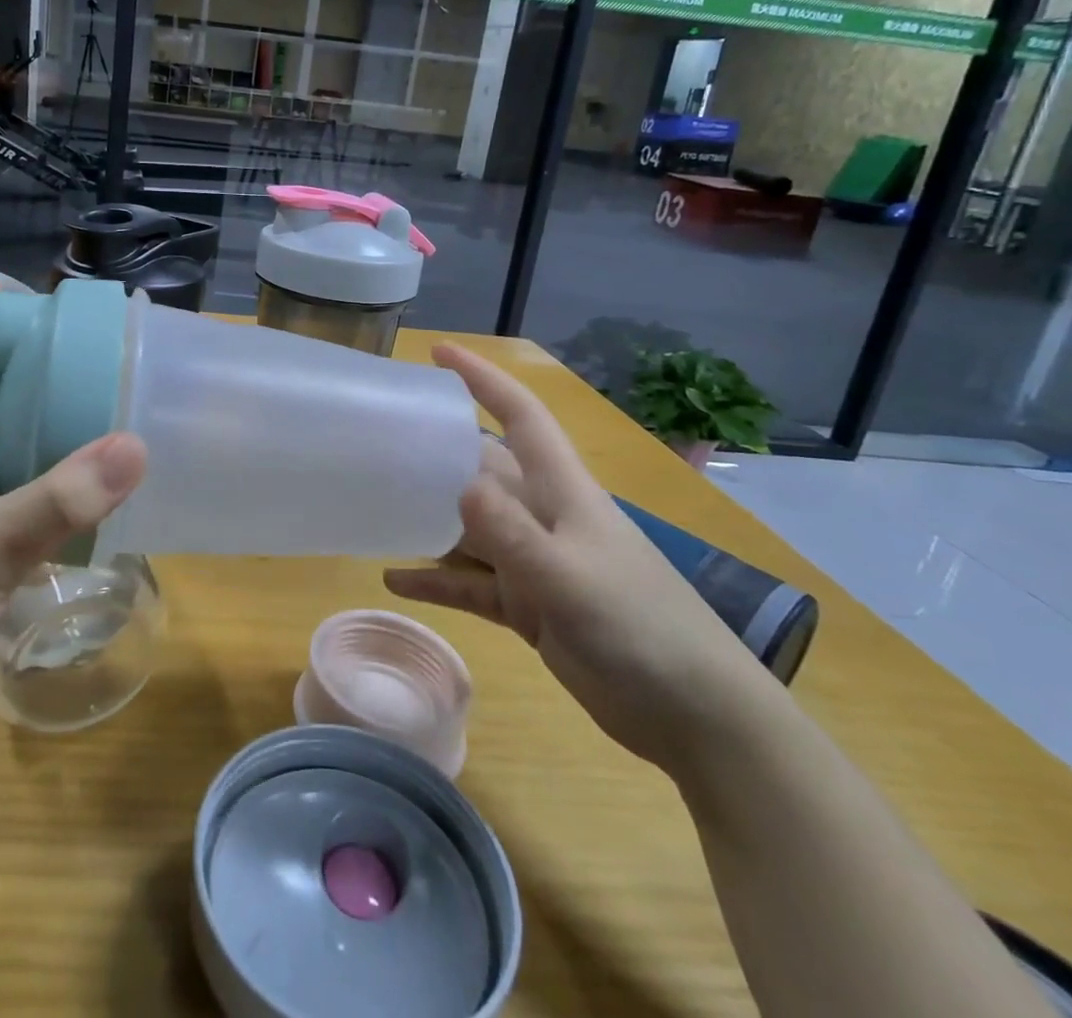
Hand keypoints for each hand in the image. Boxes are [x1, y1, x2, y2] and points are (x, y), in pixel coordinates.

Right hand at [385, 343, 785, 781]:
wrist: (695, 717)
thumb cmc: (641, 630)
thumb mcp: (570, 579)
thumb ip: (513, 534)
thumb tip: (456, 480)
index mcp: (562, 492)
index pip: (520, 416)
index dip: (483, 379)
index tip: (439, 354)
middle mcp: (544, 516)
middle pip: (482, 469)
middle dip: (437, 453)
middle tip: (379, 443)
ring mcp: (535, 563)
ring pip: (470, 527)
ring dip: (429, 520)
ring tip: (376, 508)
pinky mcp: (529, 606)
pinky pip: (471, 584)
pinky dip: (436, 579)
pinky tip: (394, 580)